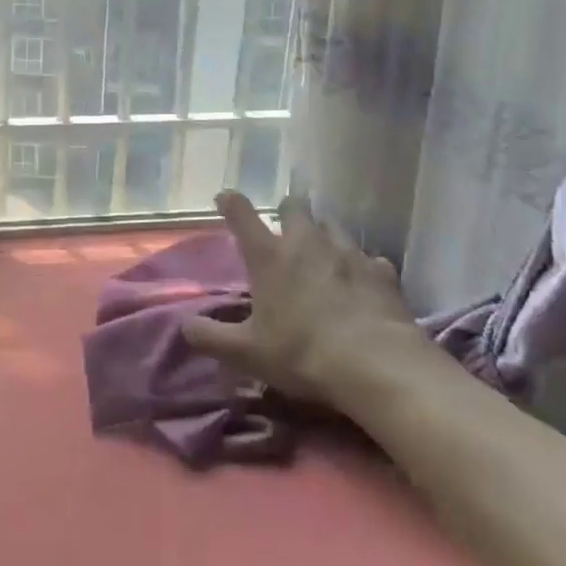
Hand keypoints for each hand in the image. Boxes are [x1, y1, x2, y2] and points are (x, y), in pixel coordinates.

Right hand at [182, 192, 435, 403]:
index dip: (231, 202)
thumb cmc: (302, 354)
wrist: (377, 366)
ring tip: (323, 255)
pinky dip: (362, 267)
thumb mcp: (246, 353)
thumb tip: (183, 326)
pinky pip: (369, 258)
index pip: (241, 213)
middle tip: (284, 231)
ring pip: (332, 225)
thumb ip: (209, 337)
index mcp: (268, 256)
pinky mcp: (381, 271)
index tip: (225, 198)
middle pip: (294, 206)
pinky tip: (362, 283)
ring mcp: (347, 252)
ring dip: (324, 234)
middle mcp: (306, 242)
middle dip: (287, 212)